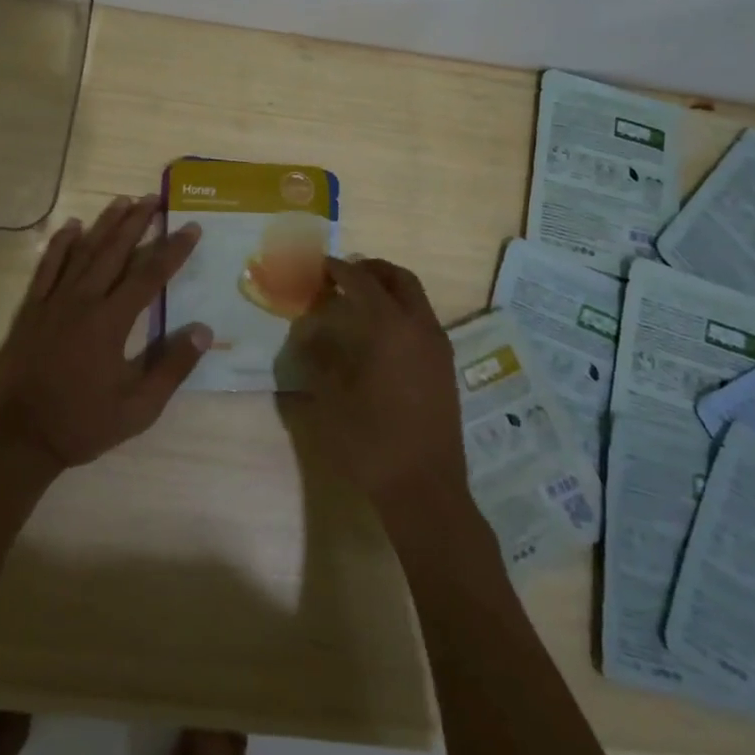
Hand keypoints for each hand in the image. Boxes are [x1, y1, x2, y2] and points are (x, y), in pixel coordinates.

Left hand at [0, 195, 210, 471]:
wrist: (19, 437)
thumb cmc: (82, 423)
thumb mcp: (138, 408)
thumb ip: (172, 367)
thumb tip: (203, 330)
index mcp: (111, 322)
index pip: (149, 275)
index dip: (172, 250)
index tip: (191, 228)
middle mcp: (83, 301)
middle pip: (115, 252)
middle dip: (137, 222)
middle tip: (154, 198)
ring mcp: (53, 302)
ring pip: (83, 252)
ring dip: (105, 224)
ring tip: (122, 200)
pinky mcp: (30, 309)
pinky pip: (46, 267)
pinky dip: (59, 244)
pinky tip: (72, 226)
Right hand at [287, 258, 468, 513]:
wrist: (425, 488)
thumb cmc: (372, 440)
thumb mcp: (331, 398)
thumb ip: (319, 358)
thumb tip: (310, 333)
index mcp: (390, 327)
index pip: (362, 282)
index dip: (339, 270)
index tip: (320, 265)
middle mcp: (420, 327)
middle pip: (399, 279)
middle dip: (372, 270)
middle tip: (344, 275)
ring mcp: (438, 347)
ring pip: (416, 298)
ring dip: (389, 289)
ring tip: (358, 301)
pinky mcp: (445, 367)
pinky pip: (423, 320)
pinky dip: (401, 311)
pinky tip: (380, 334)